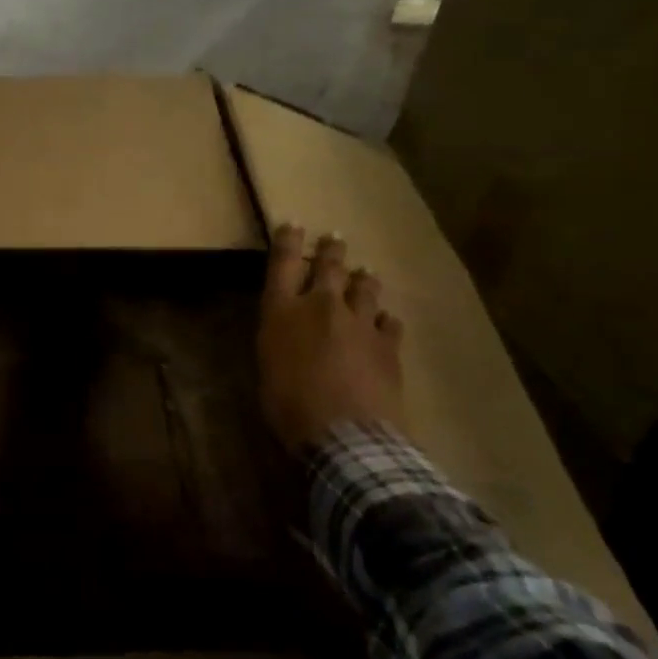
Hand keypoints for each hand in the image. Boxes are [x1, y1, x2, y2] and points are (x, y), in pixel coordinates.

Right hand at [257, 225, 406, 448]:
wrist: (346, 434)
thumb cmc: (289, 407)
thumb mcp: (268, 369)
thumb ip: (279, 342)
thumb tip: (290, 333)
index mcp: (283, 312)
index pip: (282, 263)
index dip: (287, 241)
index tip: (292, 224)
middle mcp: (321, 306)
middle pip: (328, 267)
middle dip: (330, 250)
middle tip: (334, 238)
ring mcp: (360, 323)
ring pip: (364, 288)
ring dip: (362, 279)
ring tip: (365, 273)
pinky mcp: (389, 344)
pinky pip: (389, 322)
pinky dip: (384, 320)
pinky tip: (385, 322)